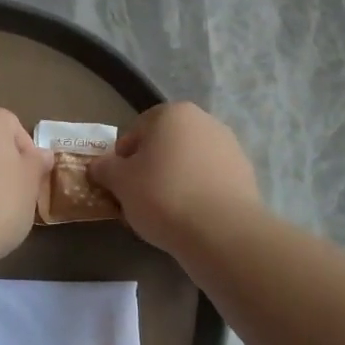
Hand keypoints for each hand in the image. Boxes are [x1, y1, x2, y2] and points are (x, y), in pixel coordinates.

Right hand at [88, 103, 260, 254]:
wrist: (221, 230)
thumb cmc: (163, 195)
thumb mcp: (120, 182)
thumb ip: (105, 168)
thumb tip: (99, 166)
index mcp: (173, 113)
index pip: (137, 130)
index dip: (123, 158)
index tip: (119, 183)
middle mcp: (205, 121)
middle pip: (166, 144)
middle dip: (151, 167)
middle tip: (139, 198)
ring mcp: (230, 147)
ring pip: (189, 162)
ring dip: (175, 180)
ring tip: (165, 212)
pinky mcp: (245, 174)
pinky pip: (210, 180)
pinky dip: (198, 193)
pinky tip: (190, 217)